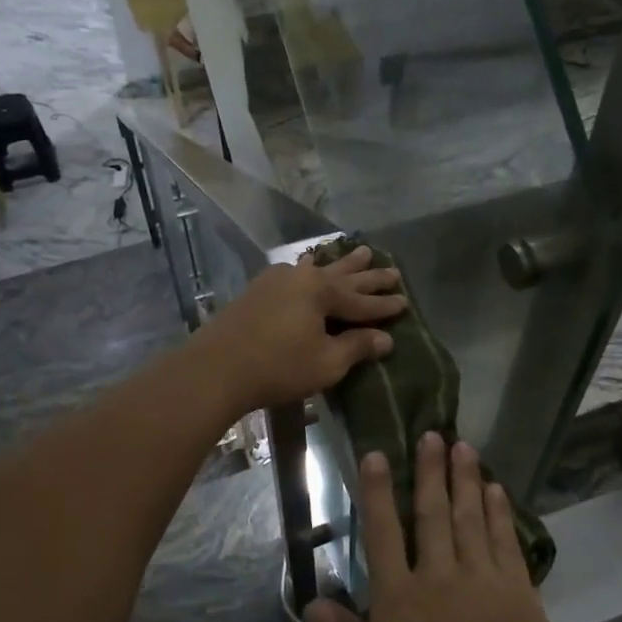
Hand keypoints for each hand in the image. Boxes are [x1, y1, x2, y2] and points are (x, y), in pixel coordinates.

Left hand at [192, 245, 404, 416]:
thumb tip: (385, 339)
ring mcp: (276, 280)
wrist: (216, 368)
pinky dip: (310, 269)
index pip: (361, 300)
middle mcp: (301, 277)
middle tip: (393, 270)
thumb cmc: (278, 367)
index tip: (405, 302)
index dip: (384, 305)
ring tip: (362, 252)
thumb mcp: (326, 362)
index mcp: (321, 291)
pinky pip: (294, 273)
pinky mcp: (257, 291)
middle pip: (343, 277)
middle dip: (369, 277)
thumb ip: (357, 347)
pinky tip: (309, 265)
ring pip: (318, 269)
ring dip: (342, 264)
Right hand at [306, 433, 595, 621]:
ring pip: (470, 517)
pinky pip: (505, 539)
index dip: (377, 493)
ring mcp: (483, 580)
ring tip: (462, 445)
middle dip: (429, 471)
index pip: (382, 535)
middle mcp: (438, 577)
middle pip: (432, 513)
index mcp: (399, 602)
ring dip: (465, 479)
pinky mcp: (519, 591)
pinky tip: (498, 489)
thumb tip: (312, 603)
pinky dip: (500, 511)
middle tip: (432, 433)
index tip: (376, 454)